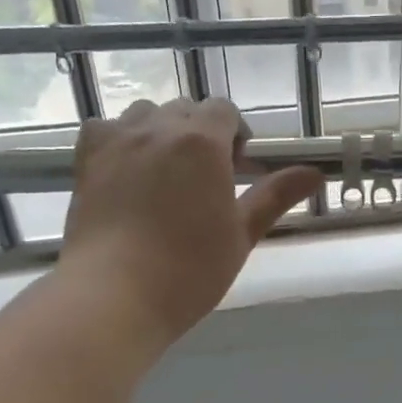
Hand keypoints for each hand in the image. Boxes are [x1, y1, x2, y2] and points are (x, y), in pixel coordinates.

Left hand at [58, 98, 321, 343]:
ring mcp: (117, 139)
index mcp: (203, 142)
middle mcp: (158, 127)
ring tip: (165, 174)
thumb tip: (316, 173)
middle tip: (206, 178)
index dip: (235, 134)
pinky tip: (127, 171)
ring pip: (145, 114)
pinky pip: (106, 128)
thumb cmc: (189, 270)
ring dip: (162, 132)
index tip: (238, 168)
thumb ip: (275, 196)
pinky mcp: (85, 158)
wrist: (116, 294)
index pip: (225, 110)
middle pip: (186, 109)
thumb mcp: (240, 234)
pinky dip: (122, 139)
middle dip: (201, 133)